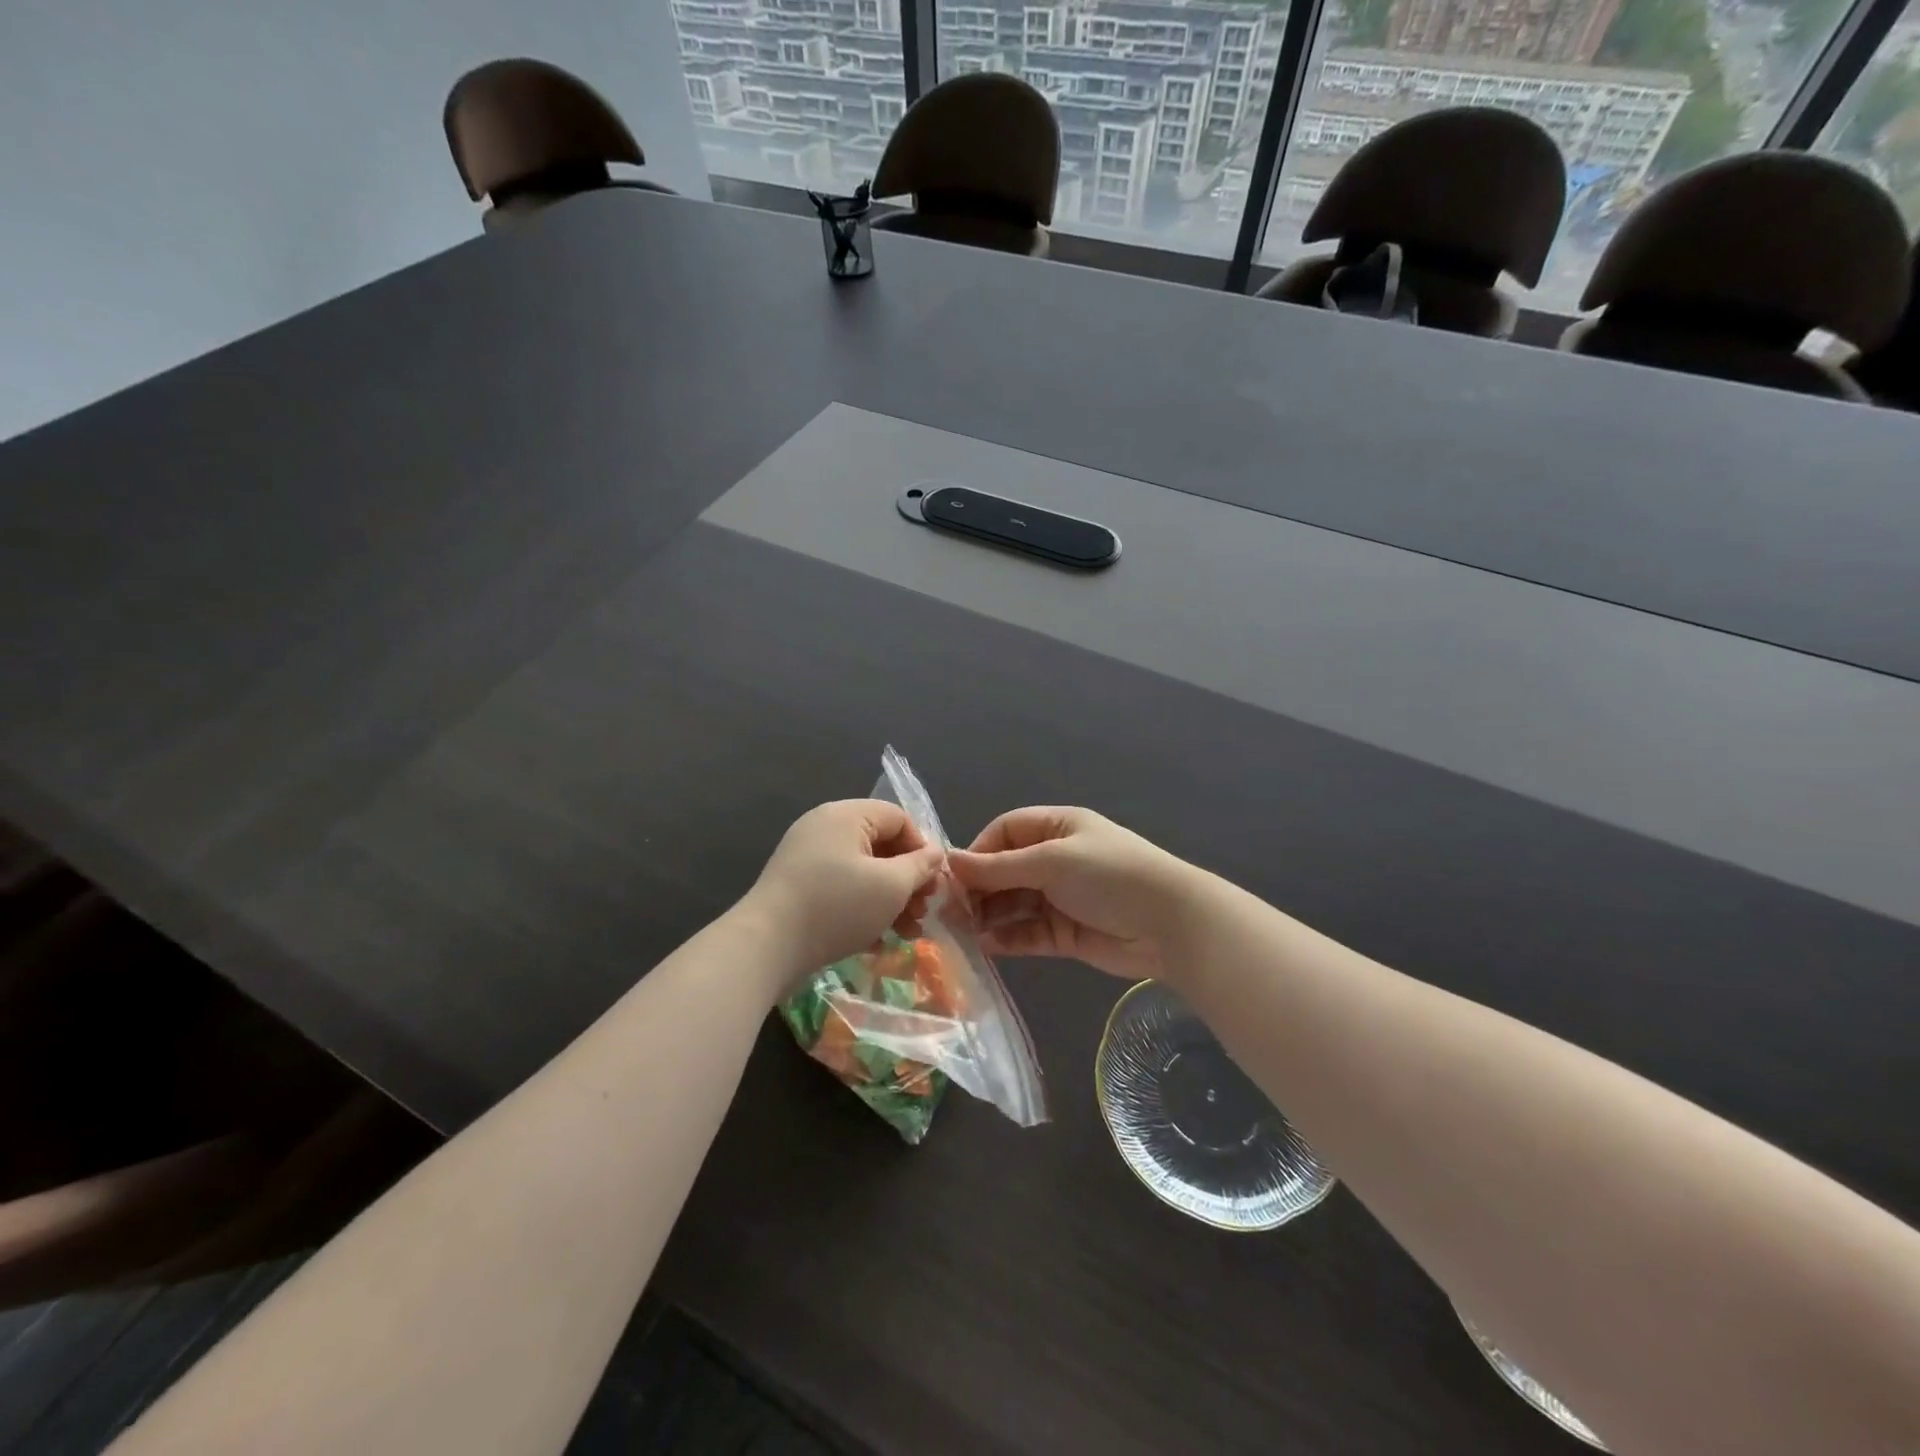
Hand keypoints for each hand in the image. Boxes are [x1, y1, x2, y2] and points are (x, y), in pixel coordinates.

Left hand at [741, 800, 944, 986]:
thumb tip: (935, 853)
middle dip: (908, 880)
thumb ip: (920, 866)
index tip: (932, 884)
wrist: (767, 946)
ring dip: (890, 900)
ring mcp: (807, 857)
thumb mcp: (890, 886)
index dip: (922, 848)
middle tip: (922, 912)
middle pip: (881, 845)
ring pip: (863, 872)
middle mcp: (824, 827)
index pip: (899, 818)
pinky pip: (841, 889)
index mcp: (846, 815)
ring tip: (907, 933)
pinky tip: (877, 941)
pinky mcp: (797, 887)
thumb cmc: (837, 906)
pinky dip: (863, 909)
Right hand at [949, 807, 1196, 982]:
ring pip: (1012, 904)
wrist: (1170, 924)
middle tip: (949, 912)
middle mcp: (1055, 860)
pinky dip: (1007, 939)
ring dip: (988, 916)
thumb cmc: (1109, 875)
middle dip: (978, 889)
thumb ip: (999, 867)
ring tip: (961, 932)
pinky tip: (986, 947)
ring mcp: (1060, 898)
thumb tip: (950, 861)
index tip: (954, 876)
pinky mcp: (1065, 933)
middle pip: (1005, 871)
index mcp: (1056, 829)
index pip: (1005, 832)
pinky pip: (1027, 933)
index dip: (979, 851)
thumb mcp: (1051, 861)